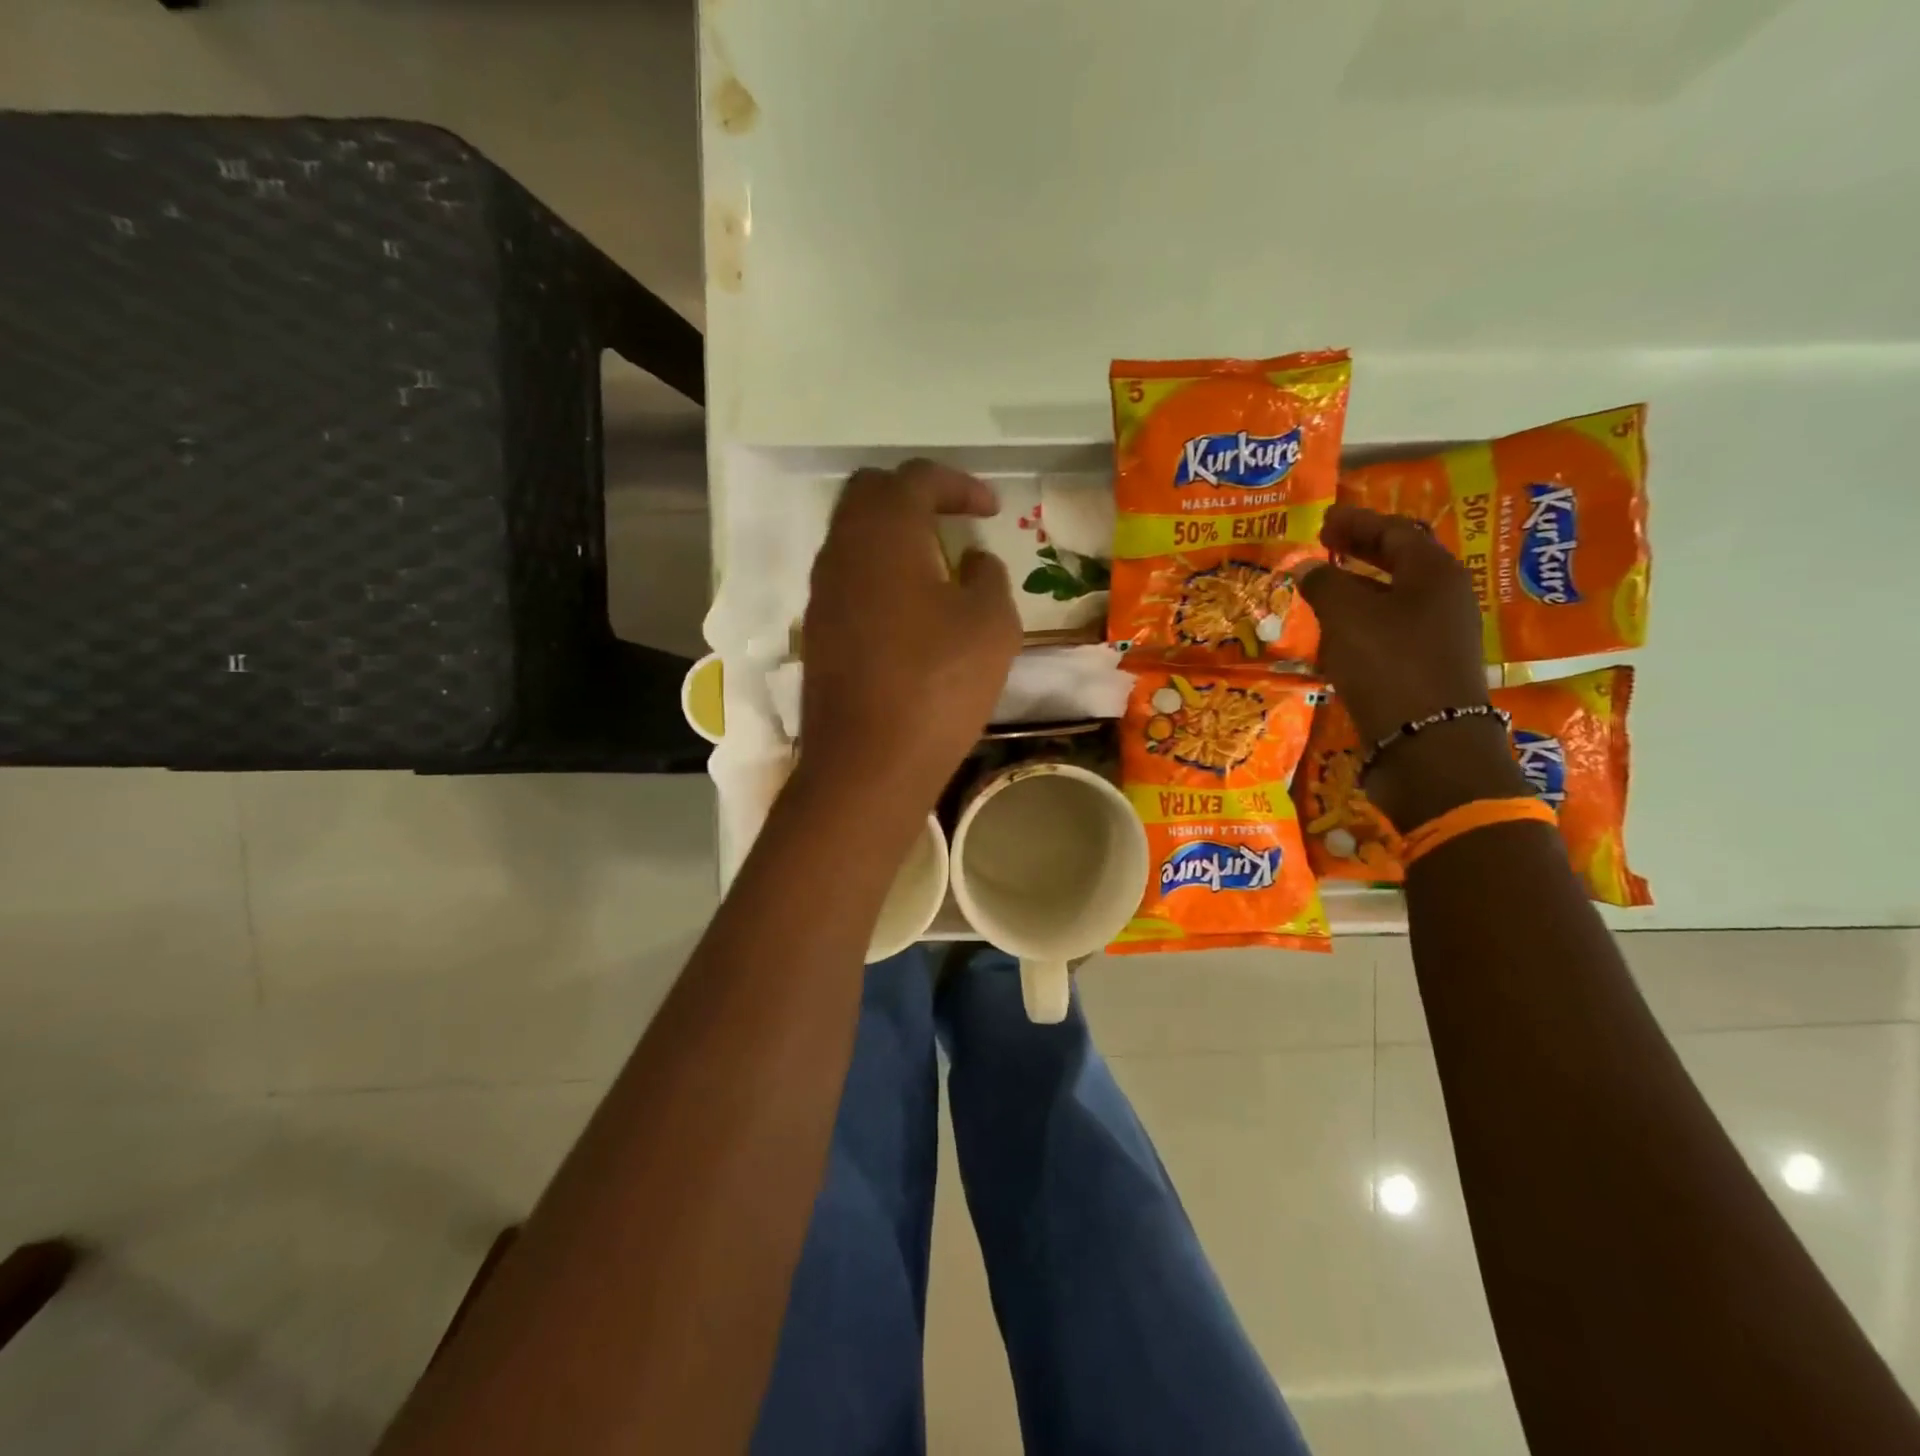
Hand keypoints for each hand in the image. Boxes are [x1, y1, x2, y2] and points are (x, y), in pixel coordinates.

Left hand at [795, 459, 1021, 815]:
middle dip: (915, 497)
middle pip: (870, 494)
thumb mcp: (992, 625)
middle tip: (954, 522)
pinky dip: (878, 574)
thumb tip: (972, 562)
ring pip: (853, 537)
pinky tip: (909, 610)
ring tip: (936, 565)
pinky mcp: (816, 632)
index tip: (991, 509)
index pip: (916, 478)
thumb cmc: (938, 685)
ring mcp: (821, 593)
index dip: (959, 484)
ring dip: (893, 537)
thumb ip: (988, 577)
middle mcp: (841, 551)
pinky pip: (847, 579)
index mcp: (884, 533)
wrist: (867, 763)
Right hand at [1293, 504, 1526, 828]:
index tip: (1323, 520)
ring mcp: (1436, 637)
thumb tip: (1308, 567)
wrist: (1425, 743)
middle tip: (1322, 545)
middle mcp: (1443, 599)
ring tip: (1320, 587)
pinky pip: (1387, 630)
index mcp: (1434, 573)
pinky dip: (1360, 622)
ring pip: (1392, 598)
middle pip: (1399, 562)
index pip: (1395, 531)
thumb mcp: (1347, 616)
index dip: (1356, 522)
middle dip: (1359, 550)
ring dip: (1357, 588)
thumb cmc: (1388, 664)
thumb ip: (1324, 584)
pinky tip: (1333, 633)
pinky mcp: (1423, 669)